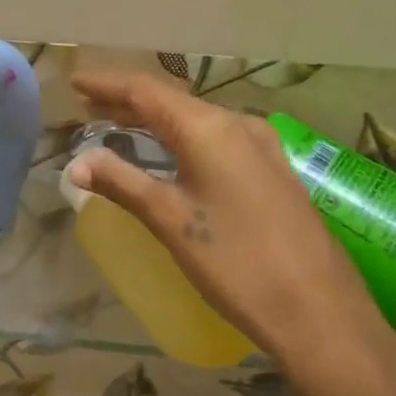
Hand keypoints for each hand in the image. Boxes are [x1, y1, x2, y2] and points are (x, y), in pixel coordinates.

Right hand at [69, 72, 395, 395]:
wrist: (320, 313)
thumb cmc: (236, 263)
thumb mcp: (171, 221)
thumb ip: (122, 183)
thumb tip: (76, 163)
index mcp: (209, 128)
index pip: (146, 91)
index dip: (107, 85)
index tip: (75, 83)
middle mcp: (238, 125)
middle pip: (172, 101)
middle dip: (127, 102)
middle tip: (88, 108)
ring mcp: (262, 146)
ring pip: (196, 120)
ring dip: (156, 121)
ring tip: (120, 126)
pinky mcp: (274, 170)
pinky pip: (217, 139)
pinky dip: (183, 138)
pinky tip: (173, 155)